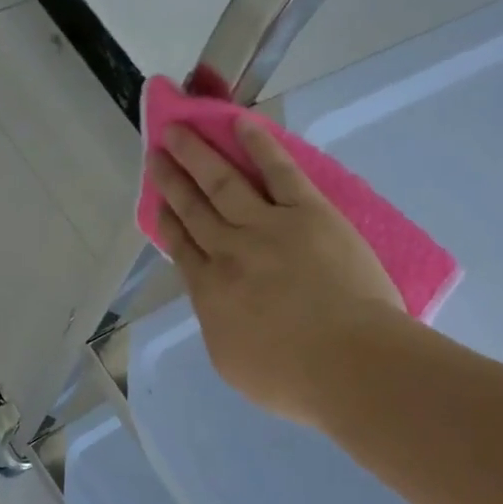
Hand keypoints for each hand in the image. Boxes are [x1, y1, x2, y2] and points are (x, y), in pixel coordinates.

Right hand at [150, 118, 405, 426]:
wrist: (347, 363)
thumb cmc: (290, 379)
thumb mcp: (231, 363)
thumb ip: (217, 325)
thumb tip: (216, 303)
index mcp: (209, 293)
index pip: (181, 248)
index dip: (166, 221)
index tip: (155, 201)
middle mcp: (229, 252)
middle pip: (194, 209)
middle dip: (172, 180)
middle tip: (156, 153)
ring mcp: (267, 227)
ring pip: (223, 182)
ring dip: (198, 154)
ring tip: (179, 130)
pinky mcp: (308, 213)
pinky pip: (278, 171)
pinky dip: (258, 146)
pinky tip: (241, 124)